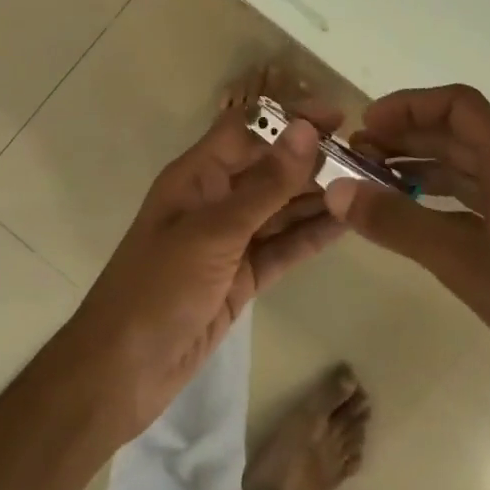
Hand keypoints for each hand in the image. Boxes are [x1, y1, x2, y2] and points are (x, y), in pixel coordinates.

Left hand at [64, 99, 345, 441]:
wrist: (121, 372)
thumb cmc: (158, 288)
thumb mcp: (214, 232)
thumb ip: (265, 185)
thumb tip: (306, 130)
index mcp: (197, 175)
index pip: (247, 129)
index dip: (289, 118)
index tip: (338, 116)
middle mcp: (215, 200)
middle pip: (269, 168)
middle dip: (312, 159)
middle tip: (367, 156)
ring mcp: (229, 241)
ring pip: (281, 208)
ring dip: (319, 196)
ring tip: (369, 185)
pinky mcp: (241, 278)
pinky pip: (282, 247)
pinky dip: (311, 236)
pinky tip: (346, 224)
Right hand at [327, 85, 489, 454]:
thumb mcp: (471, 268)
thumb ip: (402, 226)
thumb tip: (338, 189)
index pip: (461, 107)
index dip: (410, 105)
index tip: (367, 126)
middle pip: (459, 137)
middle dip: (406, 138)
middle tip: (356, 158)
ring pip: (466, 174)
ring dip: (419, 170)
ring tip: (371, 186)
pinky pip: (474, 210)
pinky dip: (437, 206)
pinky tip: (410, 225)